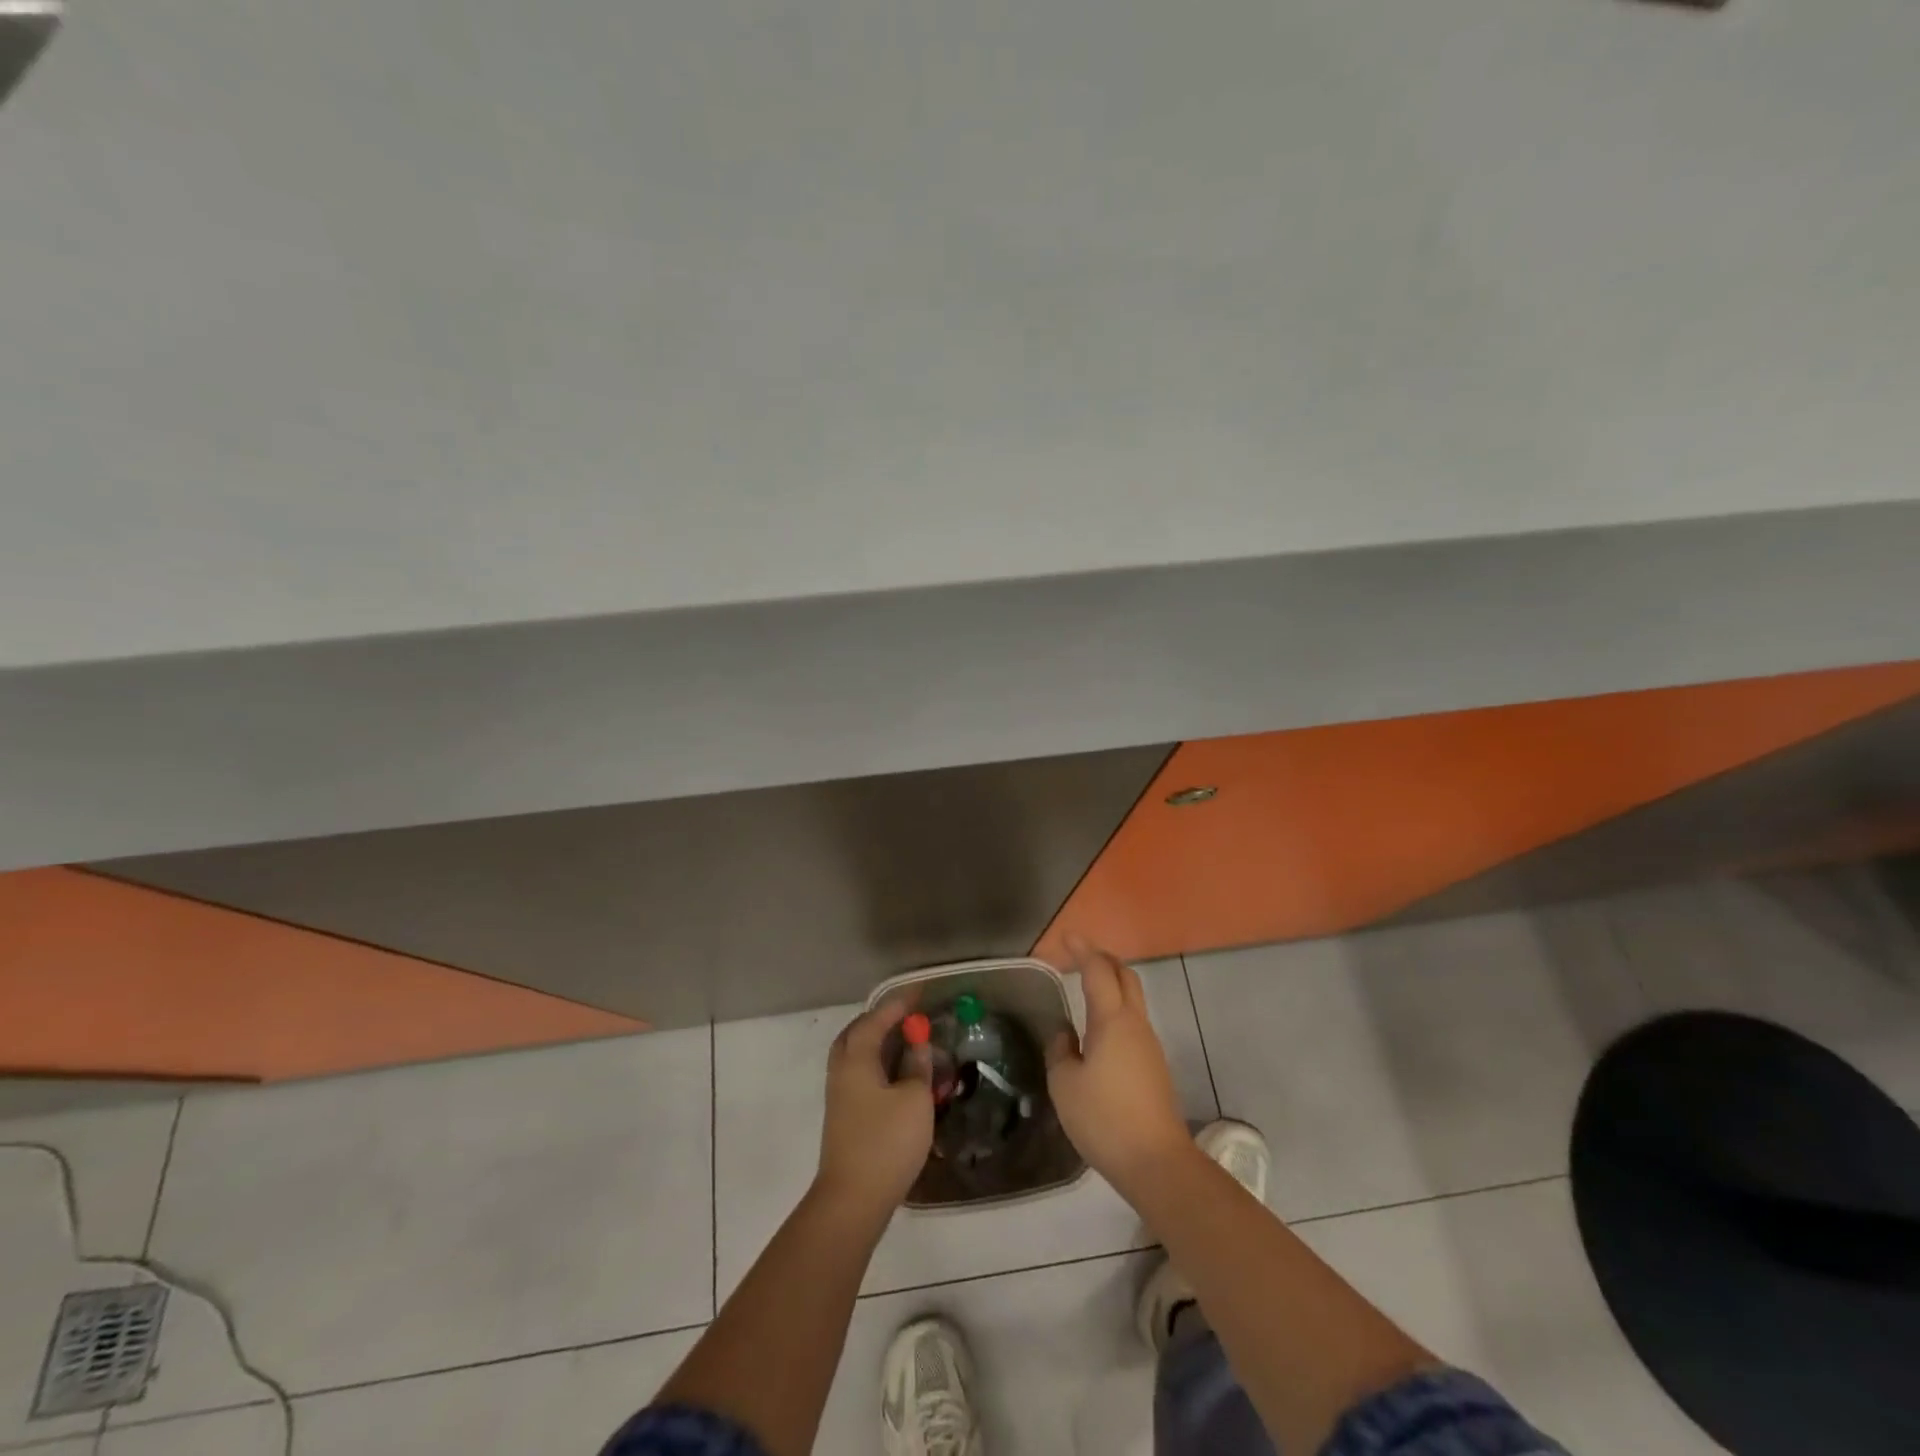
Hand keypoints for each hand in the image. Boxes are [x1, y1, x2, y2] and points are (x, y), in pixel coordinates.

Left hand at [815, 999, 933, 1219]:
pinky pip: (861, 1074)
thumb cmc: (886, 1143)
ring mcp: (840, 1095)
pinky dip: (879, 1065)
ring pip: (857, 1055)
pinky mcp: (845, 1116)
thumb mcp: (914, 1100)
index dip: (899, 1004)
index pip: (877, 1019)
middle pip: (857, 1033)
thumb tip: (917, 1045)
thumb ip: (917, 1067)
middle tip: (907, 1016)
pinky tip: (899, 1076)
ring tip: (906, 1042)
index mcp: (856, 1058)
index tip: (919, 992)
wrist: (852, 1200)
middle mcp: (842, 1070)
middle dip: (881, 1020)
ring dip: (879, 1044)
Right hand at [1047, 937, 1192, 1194]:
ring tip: (1086, 987)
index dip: (1082, 950)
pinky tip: (1099, 1029)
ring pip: (1133, 999)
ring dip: (1112, 984)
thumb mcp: (1065, 1084)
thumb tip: (1065, 1034)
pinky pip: (1134, 1022)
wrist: (1156, 1162)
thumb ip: (1060, 1050)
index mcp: (1112, 1020)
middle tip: (1080, 955)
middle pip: (1126, 976)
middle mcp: (1135, 1024)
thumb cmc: (1104, 1118)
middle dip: (1104, 959)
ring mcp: (1150, 1045)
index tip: (1066, 937)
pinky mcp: (1154, 1066)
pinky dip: (1116, 1009)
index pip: (1098, 971)